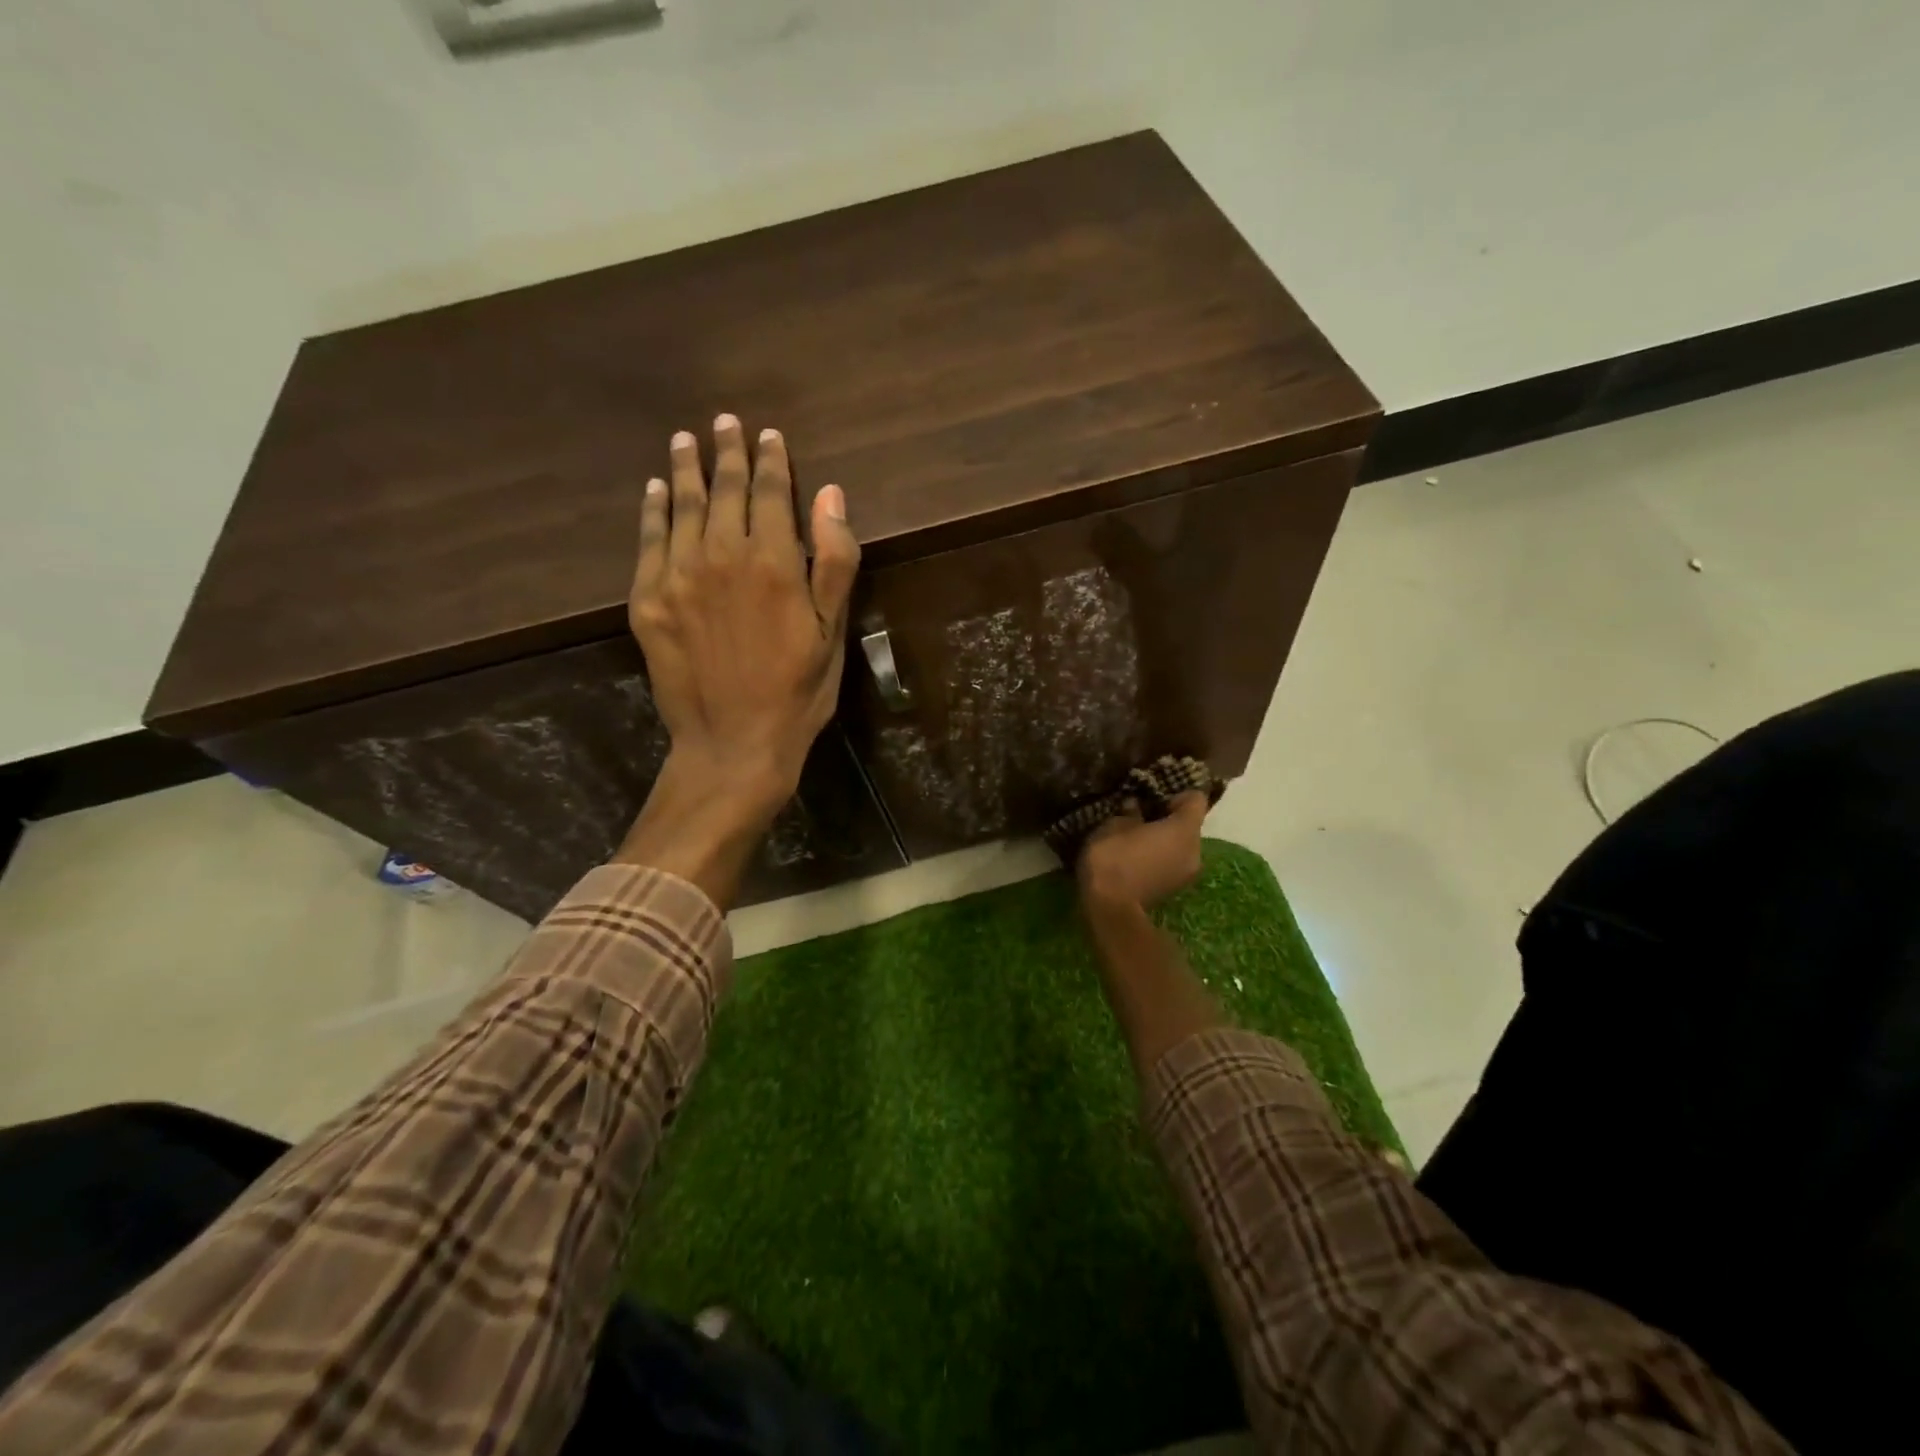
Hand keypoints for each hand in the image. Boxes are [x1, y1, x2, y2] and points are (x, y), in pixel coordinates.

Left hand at [615, 415, 859, 904]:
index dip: (771, 462)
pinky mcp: (647, 601)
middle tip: (725, 423)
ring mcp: (677, 577)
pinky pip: (649, 542)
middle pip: (724, 492)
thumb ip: (833, 560)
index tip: (769, 436)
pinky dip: (653, 511)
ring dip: (686, 469)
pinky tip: (657, 490)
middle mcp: (720, 557)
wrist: (733, 745)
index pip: (770, 494)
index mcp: (772, 562)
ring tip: (686, 440)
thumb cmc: (797, 693)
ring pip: (683, 508)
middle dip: (727, 453)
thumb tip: (830, 495)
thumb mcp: (833, 632)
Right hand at [1076, 792, 1208, 911]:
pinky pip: (1172, 862)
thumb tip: (1136, 805)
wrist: (1110, 909)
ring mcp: (1187, 874)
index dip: (1176, 794)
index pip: (1196, 799)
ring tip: (1135, 838)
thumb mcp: (1114, 825)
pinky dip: (1159, 857)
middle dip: (1167, 818)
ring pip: (1180, 846)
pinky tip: (1135, 858)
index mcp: (1185, 830)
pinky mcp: (1174, 890)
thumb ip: (1130, 812)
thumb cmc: (1114, 857)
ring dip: (1162, 840)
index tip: (1152, 796)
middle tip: (1140, 815)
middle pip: (1189, 825)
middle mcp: (1196, 851)